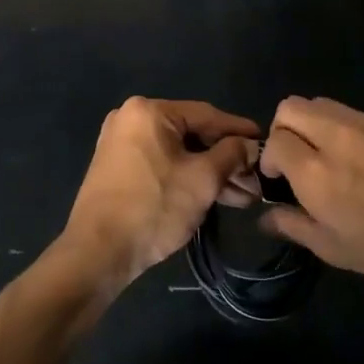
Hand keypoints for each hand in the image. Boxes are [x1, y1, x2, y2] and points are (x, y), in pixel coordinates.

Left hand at [64, 98, 258, 289]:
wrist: (97, 252)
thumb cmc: (154, 207)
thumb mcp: (202, 179)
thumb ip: (231, 154)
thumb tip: (249, 145)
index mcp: (149, 111)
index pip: (207, 115)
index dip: (239, 130)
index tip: (265, 142)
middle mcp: (131, 118)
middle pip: (192, 134)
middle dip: (226, 160)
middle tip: (256, 181)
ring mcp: (122, 143)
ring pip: (178, 153)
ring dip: (210, 173)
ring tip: (244, 197)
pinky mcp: (118, 168)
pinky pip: (162, 164)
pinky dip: (187, 178)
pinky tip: (215, 196)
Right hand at [257, 97, 363, 314]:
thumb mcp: (336, 252)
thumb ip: (294, 225)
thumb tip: (266, 214)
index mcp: (319, 175)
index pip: (275, 140)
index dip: (270, 159)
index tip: (279, 178)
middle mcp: (340, 138)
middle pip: (292, 107)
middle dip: (285, 129)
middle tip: (298, 159)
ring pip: (323, 103)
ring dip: (314, 125)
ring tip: (332, 157)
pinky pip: (357, 114)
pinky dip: (348, 130)